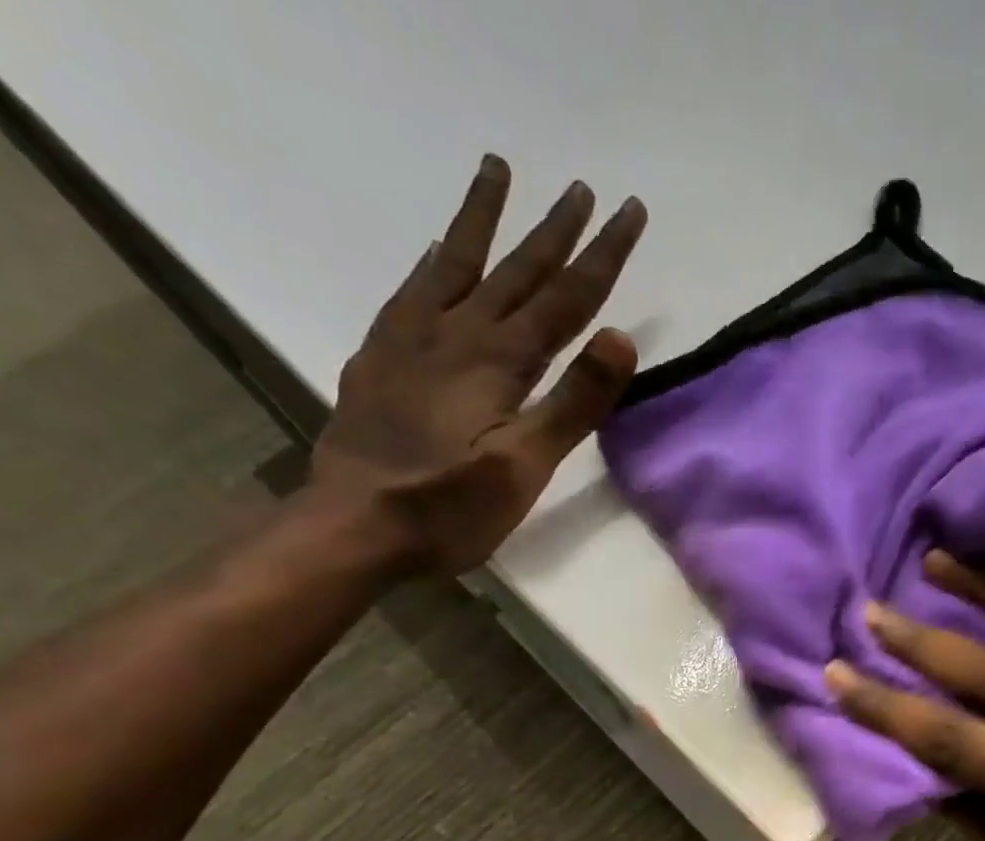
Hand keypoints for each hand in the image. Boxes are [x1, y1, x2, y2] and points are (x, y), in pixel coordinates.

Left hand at [308, 155, 647, 573]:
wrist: (355, 526)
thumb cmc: (451, 507)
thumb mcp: (525, 465)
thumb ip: (573, 402)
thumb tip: (621, 336)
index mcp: (499, 361)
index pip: (565, 298)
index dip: (602, 255)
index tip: (629, 210)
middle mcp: (457, 334)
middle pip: (517, 271)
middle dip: (555, 230)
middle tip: (582, 188)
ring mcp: (412, 340)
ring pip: (457, 264)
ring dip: (483, 219)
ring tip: (496, 170)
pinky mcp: (382, 357)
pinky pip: (413, 290)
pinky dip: (433, 262)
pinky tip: (438, 250)